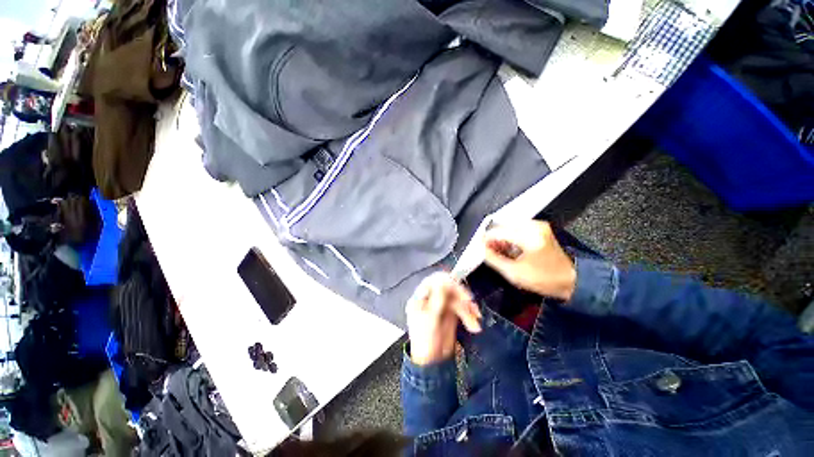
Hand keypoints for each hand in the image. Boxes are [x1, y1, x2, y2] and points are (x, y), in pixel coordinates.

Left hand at [406, 273, 481, 365]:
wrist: (433, 363)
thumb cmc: (426, 340)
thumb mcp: (430, 318)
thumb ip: (437, 298)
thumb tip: (442, 280)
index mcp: (421, 297)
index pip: (433, 281)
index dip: (445, 281)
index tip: (457, 287)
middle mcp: (431, 298)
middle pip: (448, 287)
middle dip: (460, 296)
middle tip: (470, 303)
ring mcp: (442, 304)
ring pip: (457, 298)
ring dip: (468, 309)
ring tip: (474, 324)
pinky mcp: (451, 312)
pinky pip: (462, 307)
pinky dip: (469, 315)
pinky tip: (474, 326)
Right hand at [484, 220, 575, 300]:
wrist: (571, 280)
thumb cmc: (544, 280)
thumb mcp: (514, 273)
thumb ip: (494, 259)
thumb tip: (482, 248)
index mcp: (528, 238)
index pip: (497, 232)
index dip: (486, 239)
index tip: (480, 247)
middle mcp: (534, 226)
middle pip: (502, 226)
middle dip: (494, 237)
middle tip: (490, 250)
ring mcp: (538, 225)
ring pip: (509, 225)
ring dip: (501, 236)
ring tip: (500, 250)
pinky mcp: (541, 227)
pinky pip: (517, 227)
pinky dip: (510, 235)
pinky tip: (510, 246)